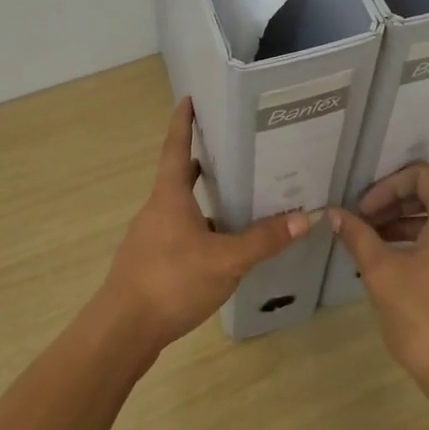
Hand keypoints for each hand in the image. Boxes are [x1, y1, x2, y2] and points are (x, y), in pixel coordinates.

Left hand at [96, 97, 312, 350]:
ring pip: (179, 209)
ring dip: (202, 201)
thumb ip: (264, 240)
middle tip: (229, 152)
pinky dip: (198, 232)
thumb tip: (305, 217)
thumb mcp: (226, 260)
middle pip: (178, 178)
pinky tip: (219, 250)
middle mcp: (156, 210)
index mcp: (169, 197)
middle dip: (200, 163)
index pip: (176, 148)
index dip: (182, 123)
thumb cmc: (172, 281)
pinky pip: (178, 235)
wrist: (123, 330)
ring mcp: (149, 238)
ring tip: (235, 201)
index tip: (187, 99)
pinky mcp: (149, 264)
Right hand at [329, 164, 428, 395]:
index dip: (387, 186)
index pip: (422, 175)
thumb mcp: (382, 272)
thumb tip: (335, 214)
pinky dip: (420, 244)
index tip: (362, 211)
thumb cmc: (424, 317)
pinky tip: (393, 266)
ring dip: (403, 225)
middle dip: (392, 204)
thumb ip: (358, 236)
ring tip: (370, 245)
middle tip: (361, 224)